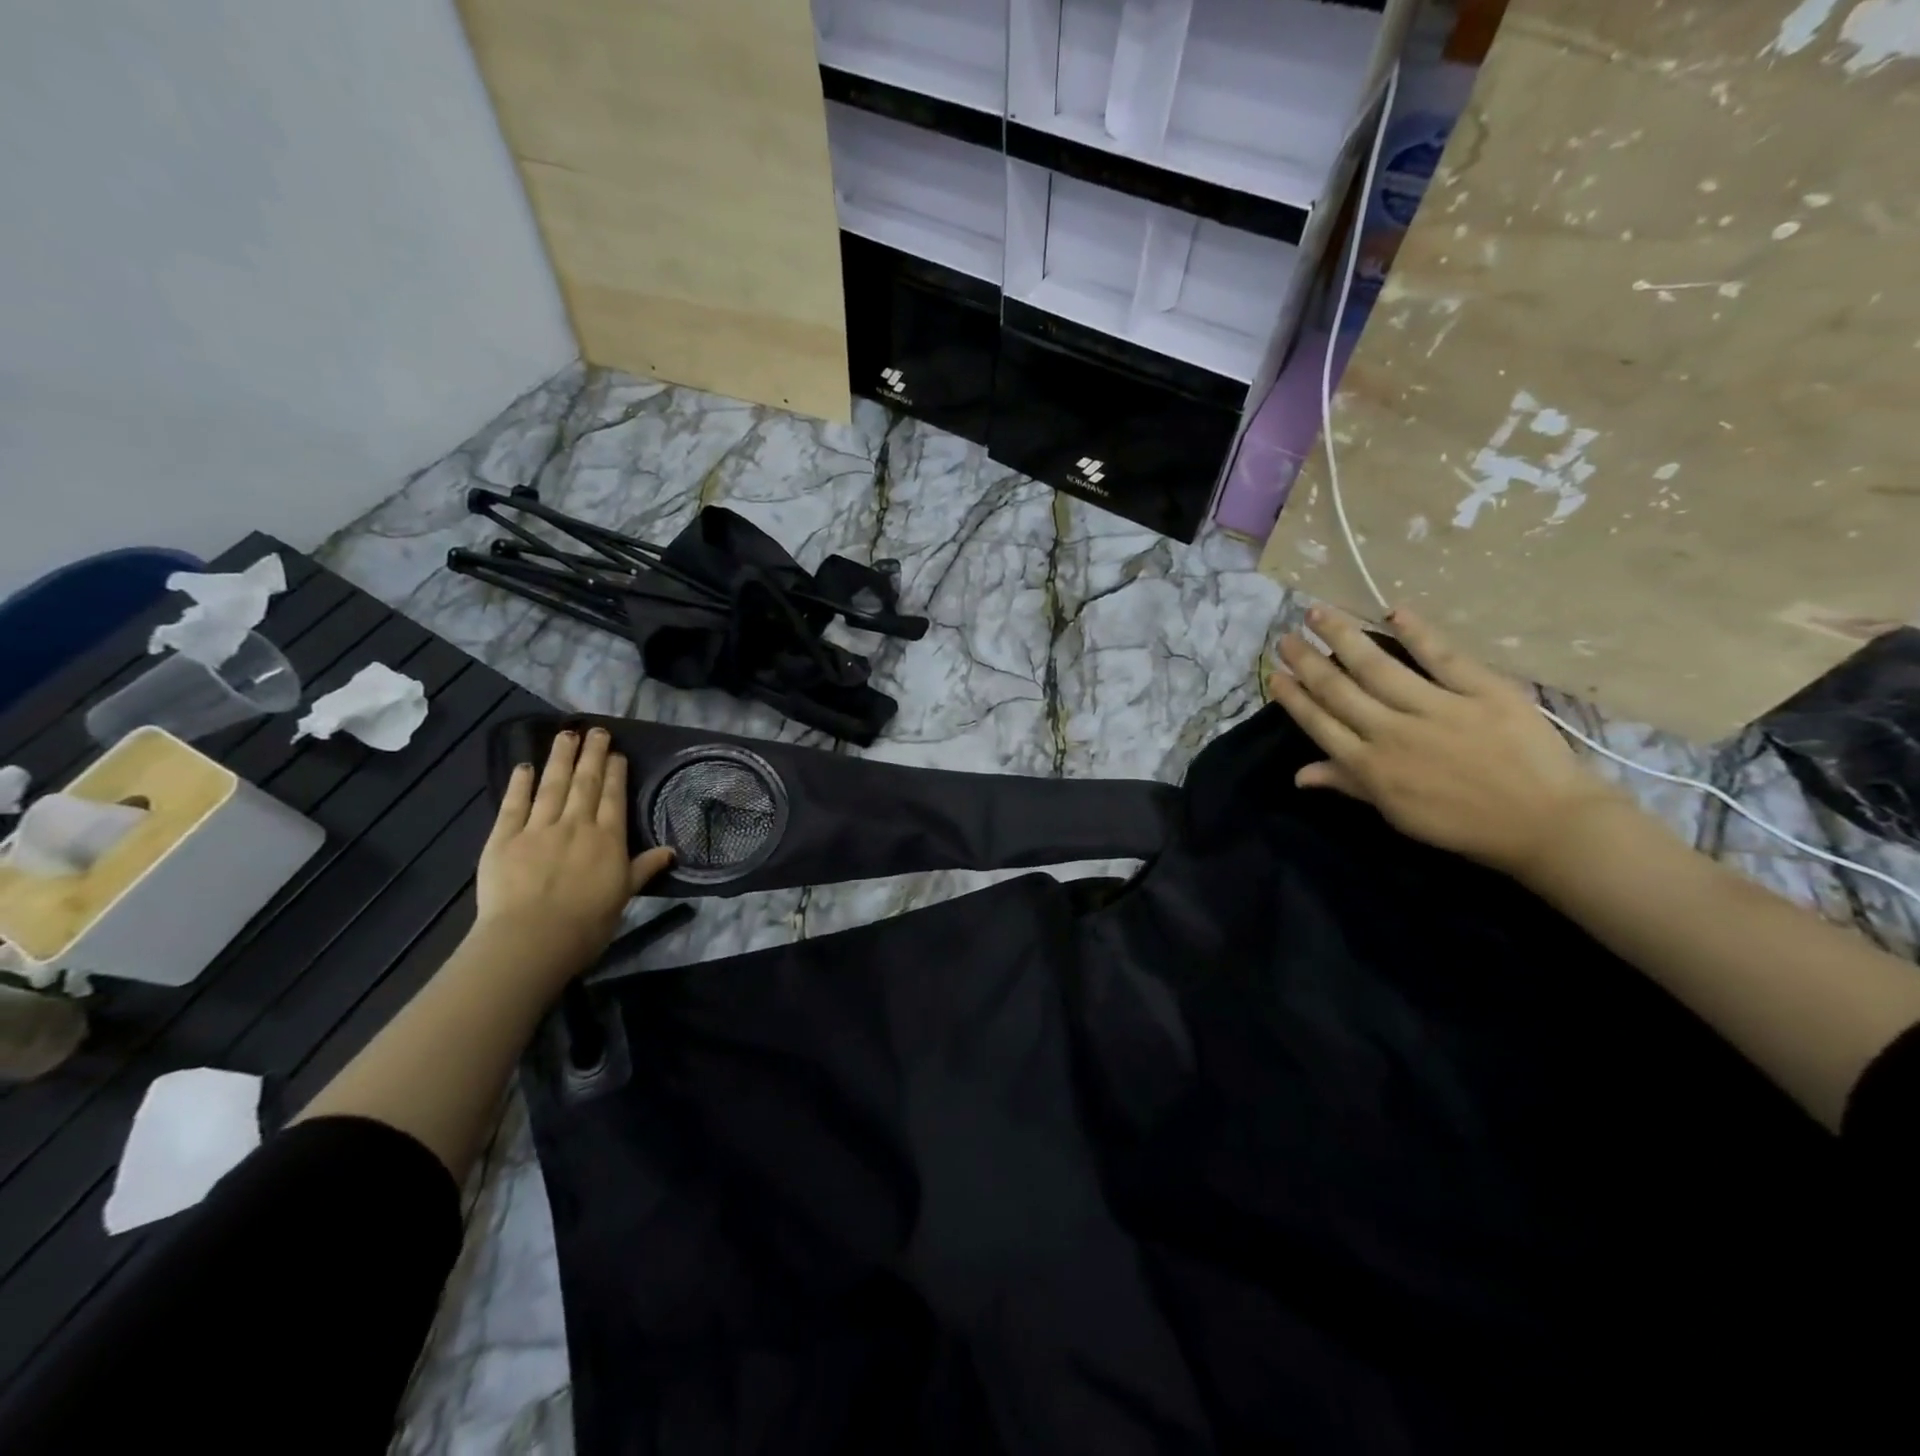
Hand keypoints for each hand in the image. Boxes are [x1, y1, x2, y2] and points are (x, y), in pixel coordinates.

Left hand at [476, 727, 673, 976]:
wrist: (532, 939)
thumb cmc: (587, 923)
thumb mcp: (624, 895)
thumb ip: (643, 868)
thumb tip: (670, 851)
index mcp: (607, 838)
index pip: (613, 797)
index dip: (615, 772)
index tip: (616, 752)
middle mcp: (576, 824)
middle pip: (585, 783)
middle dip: (591, 754)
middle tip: (595, 730)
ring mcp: (538, 828)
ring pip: (552, 785)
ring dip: (560, 758)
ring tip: (565, 734)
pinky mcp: (503, 839)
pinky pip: (513, 805)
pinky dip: (519, 784)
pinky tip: (524, 766)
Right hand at [1266, 606, 1625, 877]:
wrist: (1545, 824)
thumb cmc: (1464, 825)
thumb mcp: (1397, 814)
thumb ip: (1349, 785)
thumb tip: (1299, 774)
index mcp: (1372, 766)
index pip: (1321, 724)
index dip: (1294, 698)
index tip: (1275, 674)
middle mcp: (1393, 732)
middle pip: (1340, 689)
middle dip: (1308, 661)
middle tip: (1287, 636)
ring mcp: (1437, 709)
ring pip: (1378, 666)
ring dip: (1343, 637)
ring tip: (1318, 613)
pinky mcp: (1482, 692)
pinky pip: (1443, 657)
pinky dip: (1418, 633)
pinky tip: (1393, 612)